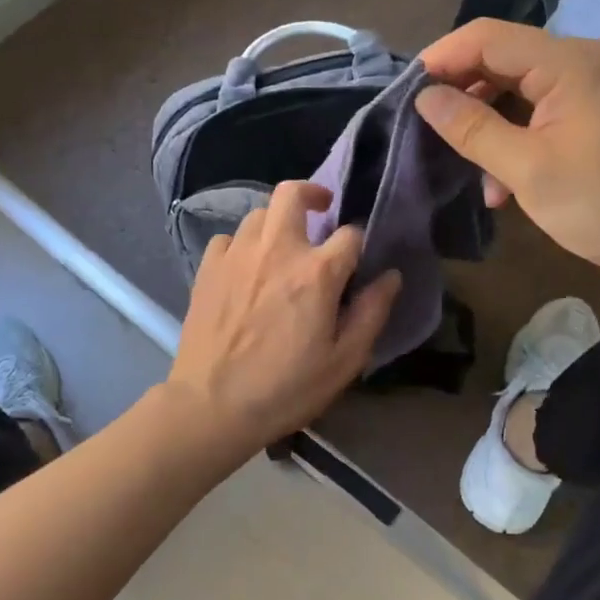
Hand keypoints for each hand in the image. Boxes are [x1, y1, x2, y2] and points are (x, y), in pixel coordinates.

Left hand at [166, 182, 401, 458]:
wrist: (212, 405)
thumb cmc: (287, 388)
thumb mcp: (345, 360)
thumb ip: (372, 312)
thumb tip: (392, 276)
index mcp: (317, 272)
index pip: (350, 234)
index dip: (359, 244)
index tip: (358, 261)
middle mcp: (277, 249)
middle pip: (293, 193)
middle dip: (312, 193)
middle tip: (321, 211)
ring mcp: (238, 254)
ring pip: (259, 214)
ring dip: (277, 223)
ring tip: (282, 248)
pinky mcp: (208, 267)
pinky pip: (229, 238)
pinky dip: (242, 246)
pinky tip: (246, 269)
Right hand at [416, 20, 599, 302]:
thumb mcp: (526, 169)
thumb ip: (471, 128)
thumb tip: (424, 97)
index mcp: (567, 63)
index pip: (487, 37)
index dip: (441, 58)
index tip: (404, 93)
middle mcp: (577, 62)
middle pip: (498, 58)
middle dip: (459, 92)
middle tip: (421, 127)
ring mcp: (584, 89)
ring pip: (511, 89)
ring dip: (482, 124)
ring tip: (460, 163)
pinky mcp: (585, 116)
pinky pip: (531, 113)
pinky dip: (507, 140)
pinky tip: (497, 186)